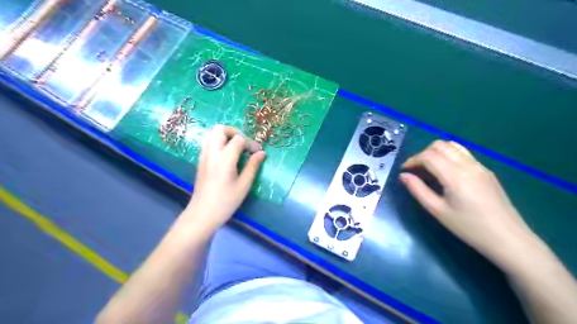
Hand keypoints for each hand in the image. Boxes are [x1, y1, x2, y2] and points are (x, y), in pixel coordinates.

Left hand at [184, 124, 264, 232]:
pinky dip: (218, 141)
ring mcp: (204, 155)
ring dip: (225, 135)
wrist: (202, 213)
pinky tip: (226, 154)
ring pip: (211, 133)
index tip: (257, 152)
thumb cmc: (226, 202)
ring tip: (235, 147)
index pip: (238, 139)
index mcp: (225, 159)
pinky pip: (207, 141)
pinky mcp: (200, 160)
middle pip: (220, 129)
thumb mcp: (244, 185)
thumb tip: (262, 153)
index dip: (250, 143)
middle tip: (244, 144)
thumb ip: (253, 166)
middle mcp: (212, 153)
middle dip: (235, 132)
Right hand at [399, 141, 538, 269]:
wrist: (509, 239)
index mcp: (455, 175)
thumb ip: (418, 190)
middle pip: (440, 145)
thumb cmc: (469, 228)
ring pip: (453, 146)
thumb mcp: (438, 211)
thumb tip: (403, 176)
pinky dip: (448, 156)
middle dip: (423, 154)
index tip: (404, 171)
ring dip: (436, 152)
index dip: (412, 160)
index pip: (428, 156)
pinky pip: (463, 154)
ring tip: (429, 169)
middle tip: (415, 170)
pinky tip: (446, 173)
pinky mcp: (486, 171)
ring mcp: (480, 166)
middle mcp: (468, 165)